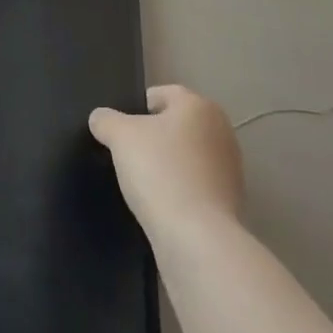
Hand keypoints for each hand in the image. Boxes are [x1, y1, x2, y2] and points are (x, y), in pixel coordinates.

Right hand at [89, 84, 243, 239]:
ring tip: (143, 184)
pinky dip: (180, 190)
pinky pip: (196, 184)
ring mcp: (230, 167)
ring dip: (168, 165)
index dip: (136, 108)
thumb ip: (106, 120)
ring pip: (187, 156)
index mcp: (199, 105)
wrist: (196, 237)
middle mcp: (221, 130)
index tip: (119, 130)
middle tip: (128, 155)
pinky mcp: (231, 200)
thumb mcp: (120, 136)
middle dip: (153, 137)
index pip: (161, 94)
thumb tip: (101, 118)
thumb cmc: (159, 171)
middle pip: (176, 125)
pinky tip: (162, 204)